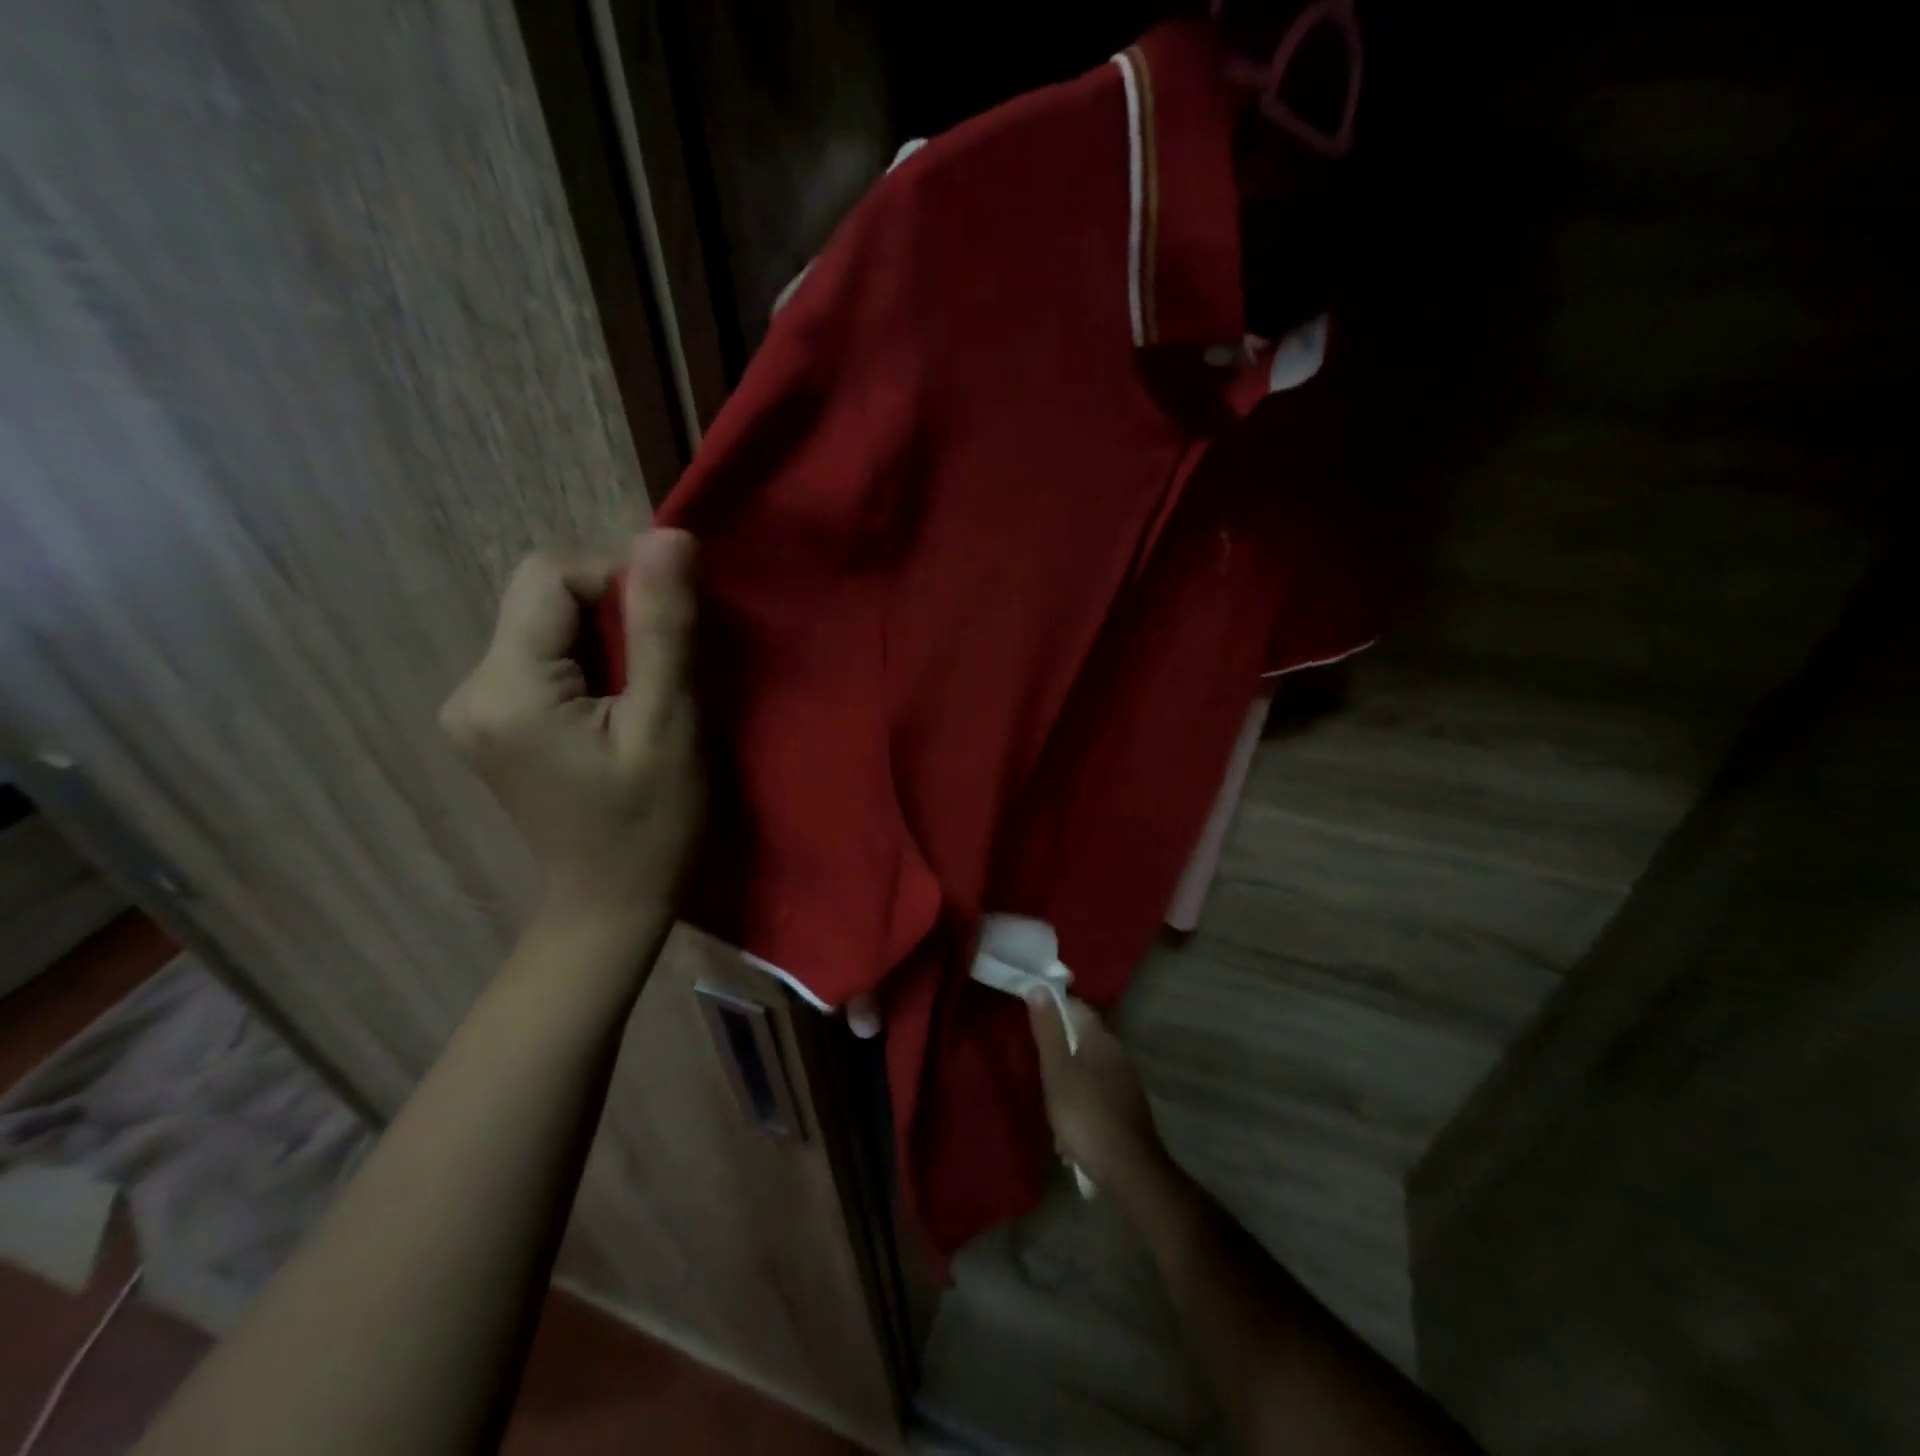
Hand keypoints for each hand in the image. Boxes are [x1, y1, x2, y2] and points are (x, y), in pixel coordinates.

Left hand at [440, 531, 701, 938]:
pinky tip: (616, 712)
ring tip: (644, 700)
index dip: (619, 584)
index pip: (551, 576)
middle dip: (614, 619)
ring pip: (546, 627)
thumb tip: (668, 535)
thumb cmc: (651, 824)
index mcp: (505, 688)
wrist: (610, 906)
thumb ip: (663, 627)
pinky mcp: (491, 723)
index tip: (667, 638)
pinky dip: (589, 668)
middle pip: (544, 599)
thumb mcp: (668, 723)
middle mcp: (468, 688)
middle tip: (662, 676)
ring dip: (606, 645)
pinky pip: (542, 660)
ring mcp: (473, 709)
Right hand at [1027, 992, 1167, 1192]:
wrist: (1130, 1171)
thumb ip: (1048, 1031)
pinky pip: (1096, 1100)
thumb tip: (1039, 988)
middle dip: (1058, 1057)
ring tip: (1053, 1117)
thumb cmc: (1086, 1115)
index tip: (1033, 1020)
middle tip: (1040, 1077)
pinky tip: (1070, 1140)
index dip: (1054, 1009)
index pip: (1076, 1008)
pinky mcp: (1127, 1111)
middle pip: (1080, 1042)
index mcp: (1101, 1040)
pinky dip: (1081, 1112)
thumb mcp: (1057, 1071)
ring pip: (1087, 1074)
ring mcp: (1125, 1084)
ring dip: (1067, 1090)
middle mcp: (1117, 1055)